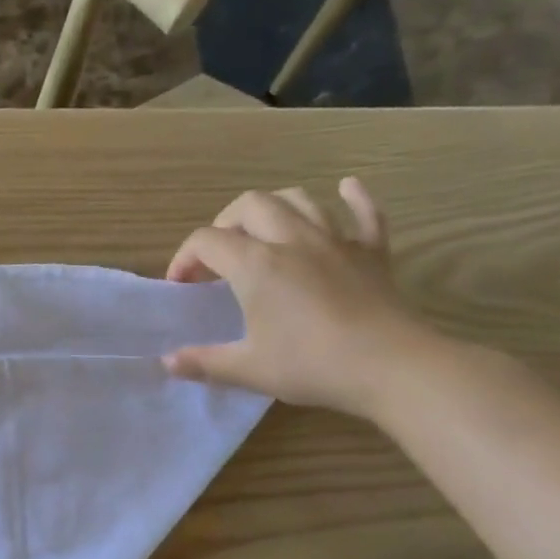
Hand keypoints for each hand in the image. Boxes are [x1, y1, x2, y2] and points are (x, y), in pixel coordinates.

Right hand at [163, 178, 439, 418]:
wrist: (391, 366)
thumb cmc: (311, 365)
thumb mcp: (247, 369)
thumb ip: (203, 362)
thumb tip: (168, 362)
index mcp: (256, 265)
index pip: (206, 241)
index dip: (184, 258)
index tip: (181, 286)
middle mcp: (292, 240)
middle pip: (249, 205)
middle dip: (224, 223)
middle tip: (218, 256)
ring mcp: (336, 241)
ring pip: (299, 199)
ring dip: (273, 208)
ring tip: (263, 230)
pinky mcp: (372, 252)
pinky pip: (364, 212)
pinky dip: (353, 197)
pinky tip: (346, 189)